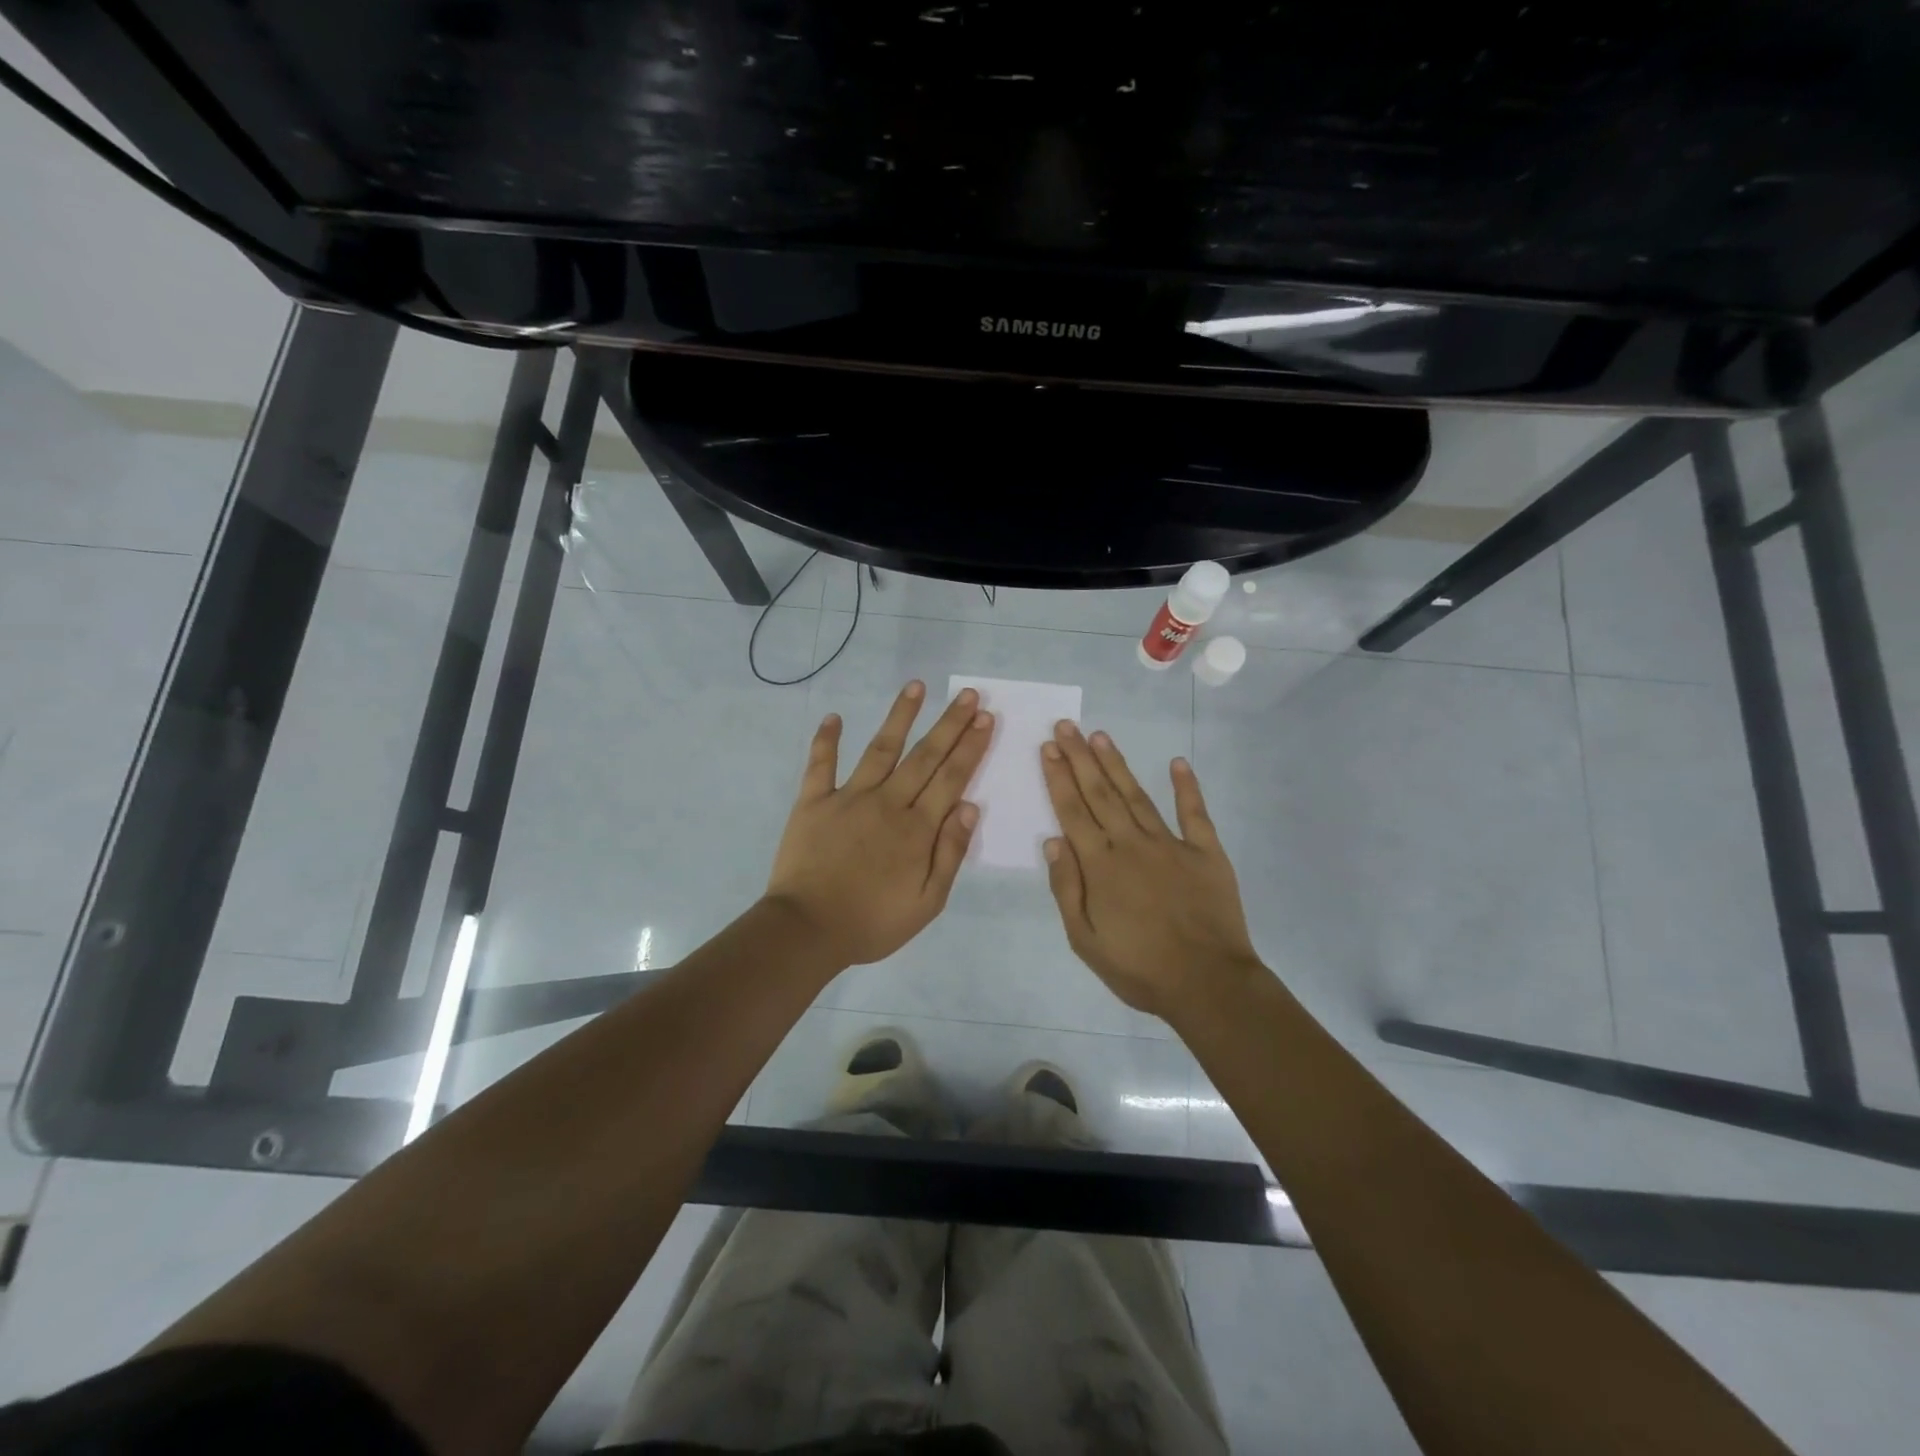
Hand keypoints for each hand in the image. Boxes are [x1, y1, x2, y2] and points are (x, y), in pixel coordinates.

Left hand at [765, 680, 993, 966]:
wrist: (807, 930)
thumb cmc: (872, 922)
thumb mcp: (927, 902)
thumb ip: (950, 853)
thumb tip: (971, 806)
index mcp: (917, 828)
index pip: (952, 778)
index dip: (971, 746)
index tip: (985, 718)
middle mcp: (887, 802)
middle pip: (924, 756)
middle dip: (950, 723)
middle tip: (968, 694)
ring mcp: (848, 798)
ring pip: (880, 748)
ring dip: (900, 716)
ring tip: (916, 686)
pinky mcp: (813, 802)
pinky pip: (820, 765)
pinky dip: (826, 740)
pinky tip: (834, 717)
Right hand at [1040, 721, 1261, 1020]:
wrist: (1208, 984)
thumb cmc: (1139, 968)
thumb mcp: (1085, 940)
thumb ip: (1066, 888)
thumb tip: (1052, 841)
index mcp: (1100, 865)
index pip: (1072, 812)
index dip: (1058, 778)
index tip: (1048, 748)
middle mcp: (1131, 844)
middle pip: (1100, 793)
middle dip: (1080, 758)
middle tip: (1066, 726)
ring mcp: (1171, 844)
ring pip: (1137, 795)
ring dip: (1116, 764)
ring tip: (1100, 736)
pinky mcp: (1206, 852)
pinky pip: (1195, 813)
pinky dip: (1187, 787)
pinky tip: (1178, 763)